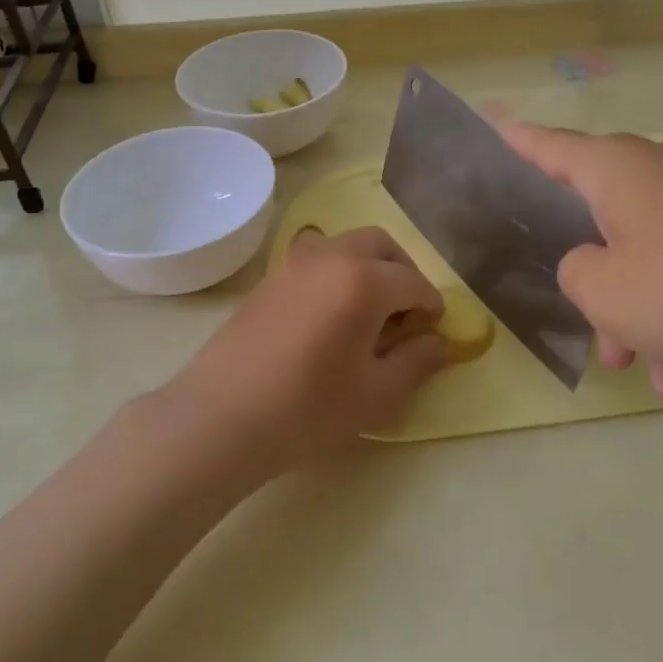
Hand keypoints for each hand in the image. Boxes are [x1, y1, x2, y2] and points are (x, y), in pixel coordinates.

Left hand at [165, 228, 446, 473]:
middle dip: (403, 270)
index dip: (431, 305)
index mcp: (364, 280)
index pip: (413, 282)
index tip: (434, 329)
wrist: (222, 416)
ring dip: (370, 266)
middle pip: (381, 245)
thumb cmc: (309, 409)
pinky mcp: (270, 277)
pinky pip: (317, 259)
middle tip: (407, 310)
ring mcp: (295, 262)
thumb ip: (417, 362)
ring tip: (370, 311)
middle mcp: (331, 256)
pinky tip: (332, 314)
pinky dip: (338, 272)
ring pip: (346, 245)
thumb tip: (440, 342)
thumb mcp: (377, 395)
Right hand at [499, 123, 662, 406]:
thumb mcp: (606, 293)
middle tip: (613, 355)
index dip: (518, 141)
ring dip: (656, 326)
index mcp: (617, 170)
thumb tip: (594, 264)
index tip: (495, 125)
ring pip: (660, 263)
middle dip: (606, 297)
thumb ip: (576, 274)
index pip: (549, 147)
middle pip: (609, 229)